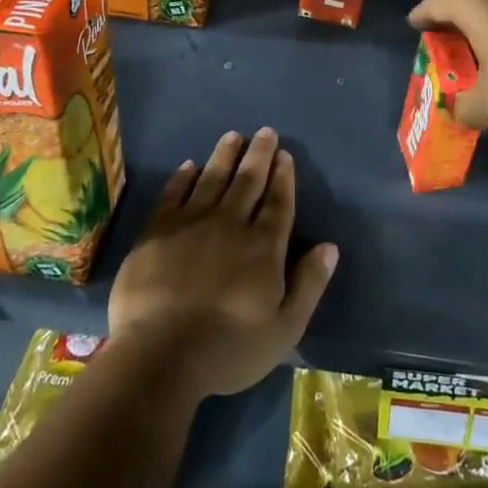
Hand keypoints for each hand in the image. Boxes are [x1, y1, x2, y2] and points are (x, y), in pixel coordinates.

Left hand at [108, 128, 338, 400]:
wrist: (160, 355)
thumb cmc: (228, 348)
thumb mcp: (284, 328)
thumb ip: (309, 284)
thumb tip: (330, 247)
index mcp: (263, 247)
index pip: (278, 202)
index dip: (283, 177)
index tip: (285, 154)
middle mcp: (231, 224)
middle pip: (248, 182)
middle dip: (259, 155)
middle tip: (265, 132)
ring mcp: (191, 224)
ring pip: (212, 179)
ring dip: (224, 155)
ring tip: (233, 136)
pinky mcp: (157, 232)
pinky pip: (173, 194)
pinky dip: (183, 177)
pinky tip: (189, 166)